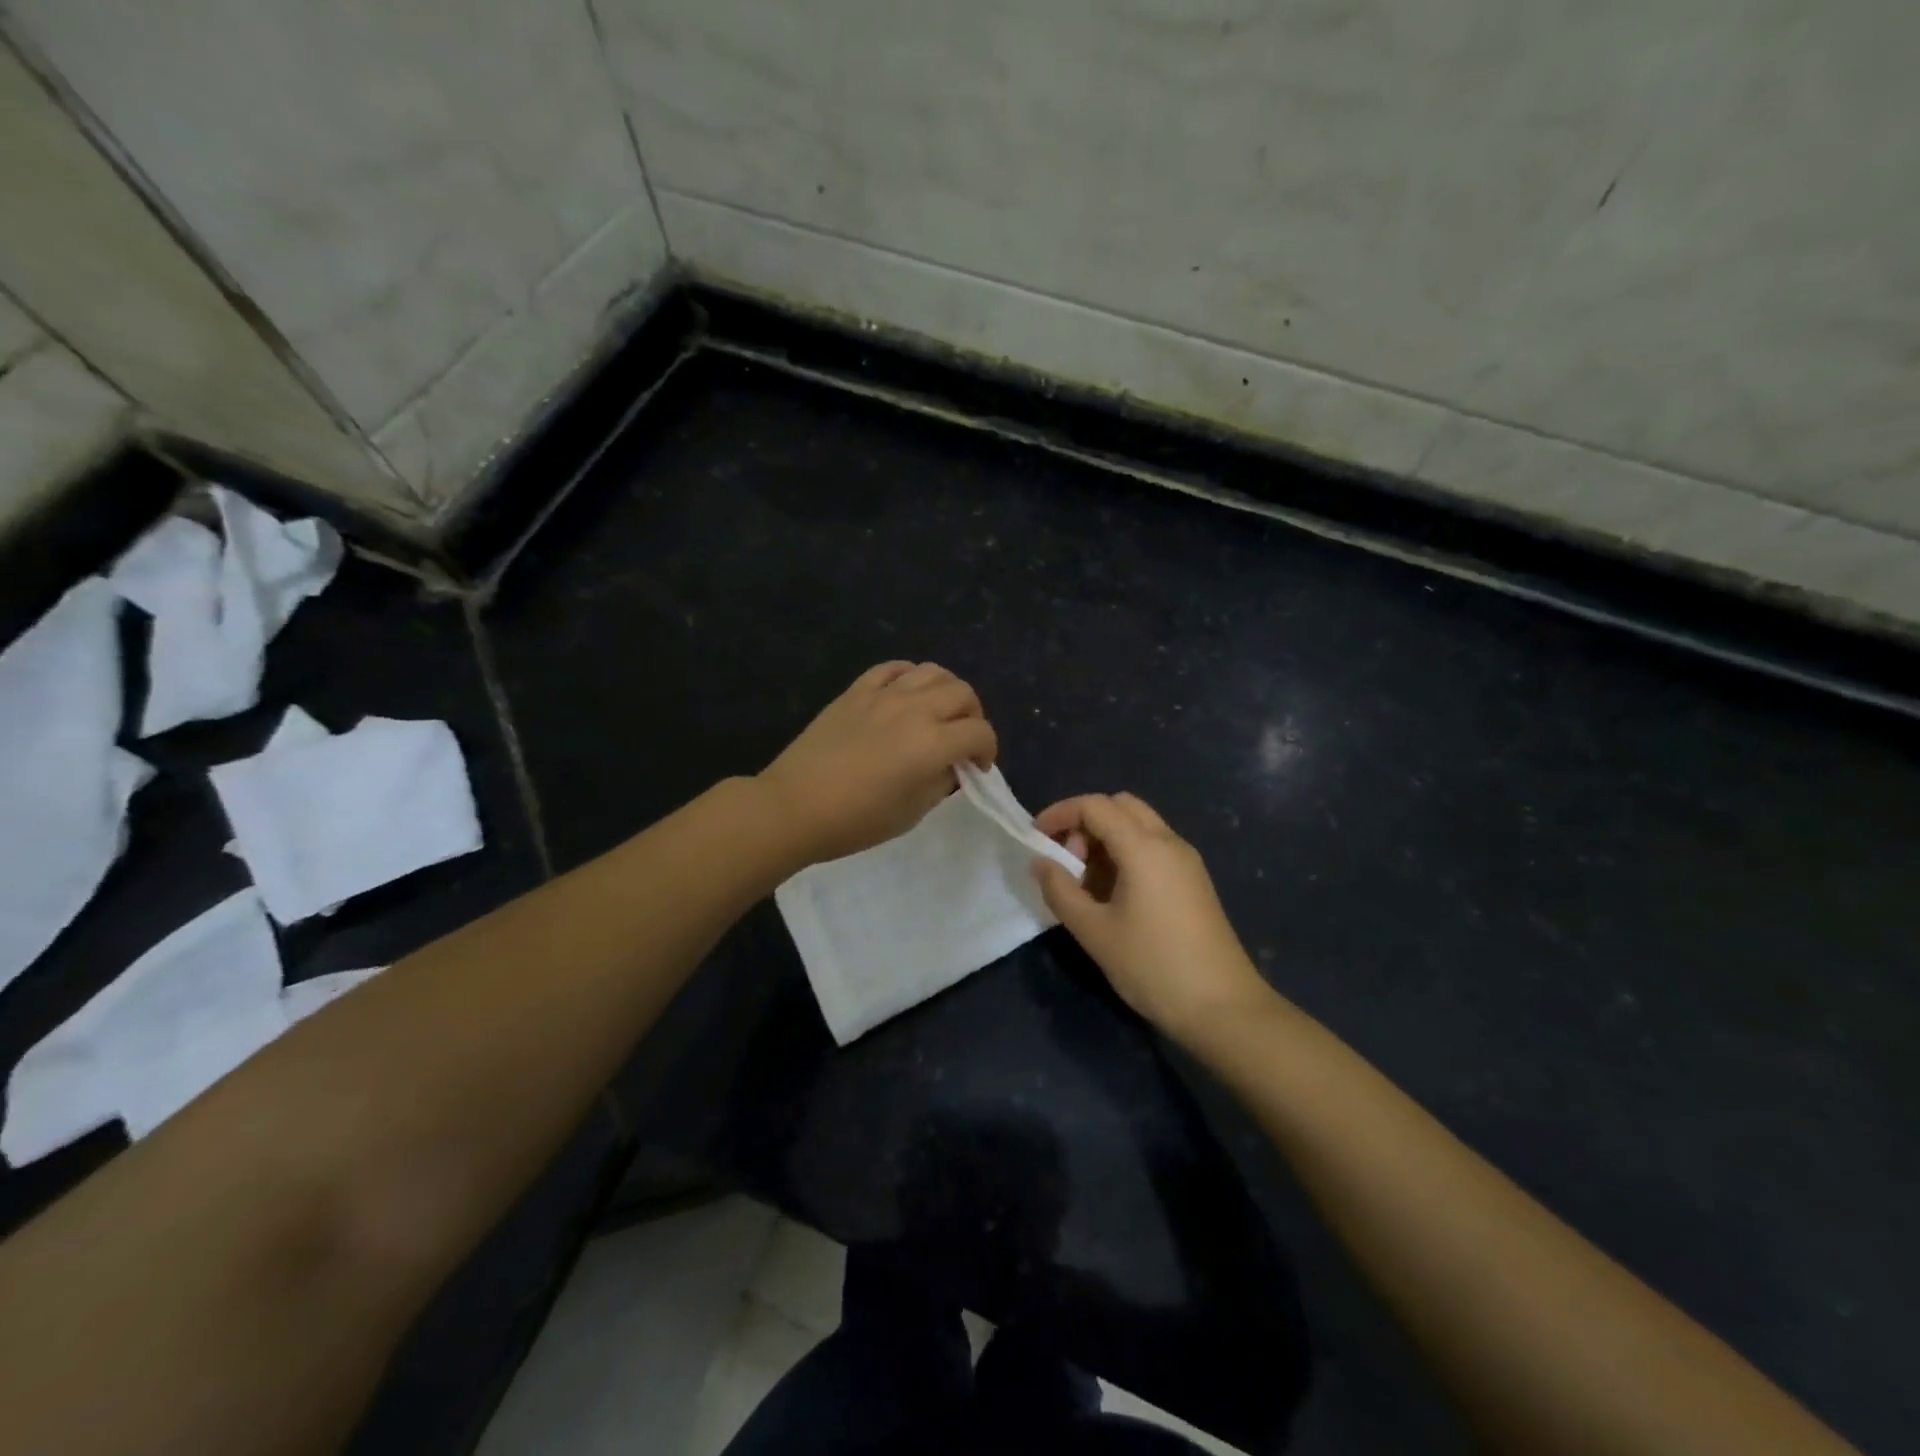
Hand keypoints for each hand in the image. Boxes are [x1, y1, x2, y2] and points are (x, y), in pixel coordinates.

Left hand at [760, 661, 997, 864]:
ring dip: (947, 691)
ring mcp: (883, 694)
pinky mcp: (856, 691)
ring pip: (932, 672)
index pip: (979, 732)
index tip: (977, 768)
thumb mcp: (912, 813)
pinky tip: (907, 693)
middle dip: (973, 716)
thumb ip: (940, 783)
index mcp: (932, 743)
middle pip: (963, 694)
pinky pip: (893, 668)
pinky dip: (909, 676)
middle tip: (962, 739)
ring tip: (938, 712)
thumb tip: (950, 765)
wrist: (794, 806)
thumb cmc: (856, 820)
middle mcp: (914, 709)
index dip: (988, 750)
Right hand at [1033, 793, 1273, 1042]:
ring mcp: (1186, 861)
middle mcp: (1169, 842)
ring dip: (1106, 838)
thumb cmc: (1153, 966)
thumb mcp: (1095, 932)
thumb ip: (1060, 891)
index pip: (1095, 805)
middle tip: (1067, 860)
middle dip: (1085, 822)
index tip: (1035, 837)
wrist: (1223, 1008)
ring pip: (1139, 825)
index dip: (1060, 813)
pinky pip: (1153, 847)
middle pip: (1120, 806)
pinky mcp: (1193, 881)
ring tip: (1085, 882)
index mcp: (1144, 847)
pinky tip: (1113, 894)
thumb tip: (1040, 861)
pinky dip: (1126, 853)